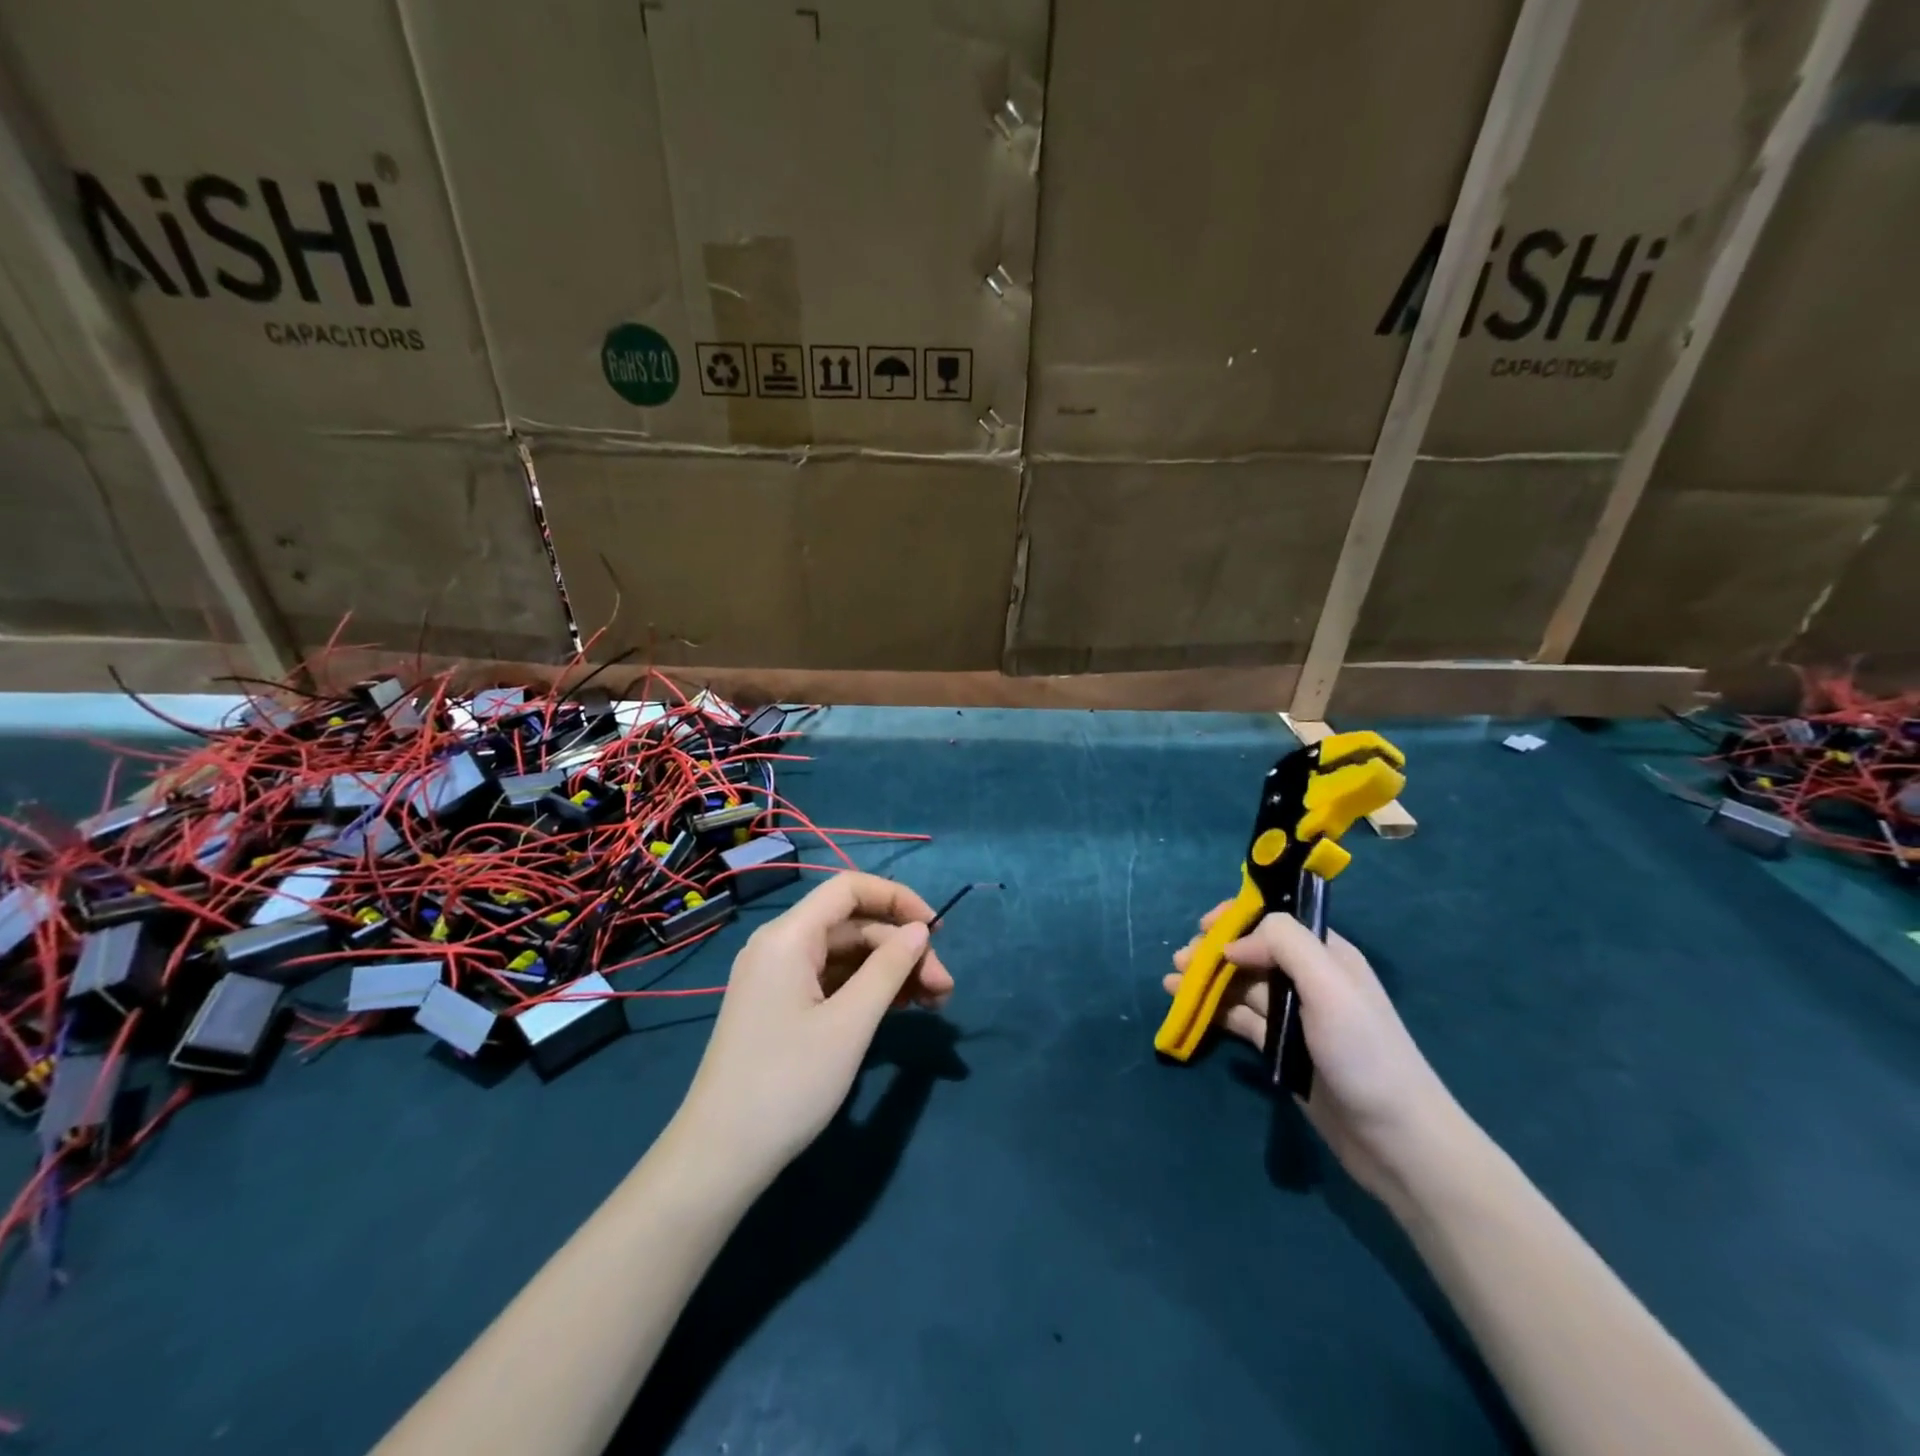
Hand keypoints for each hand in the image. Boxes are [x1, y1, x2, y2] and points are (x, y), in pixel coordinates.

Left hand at [671, 873, 952, 1193]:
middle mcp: (780, 946)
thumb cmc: (788, 1083)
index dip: (897, 899)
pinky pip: (832, 981)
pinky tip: (899, 1009)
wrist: (720, 1157)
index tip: (937, 930)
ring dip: (890, 972)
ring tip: (933, 1003)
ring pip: (846, 955)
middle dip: (902, 949)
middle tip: (945, 990)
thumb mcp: (849, 1024)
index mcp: (788, 936)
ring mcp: (778, 978)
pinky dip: (867, 990)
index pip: (849, 888)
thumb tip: (919, 931)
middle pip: (853, 925)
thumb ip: (889, 969)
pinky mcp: (781, 1007)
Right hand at [1163, 907, 1463, 1206]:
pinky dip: (1213, 1010)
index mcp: (1327, 955)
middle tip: (1181, 960)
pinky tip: (1187, 1007)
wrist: (1396, 1141)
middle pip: (1251, 952)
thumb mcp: (1329, 986)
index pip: (1275, 921)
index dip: (1237, 918)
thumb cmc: (1364, 1054)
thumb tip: (1233, 944)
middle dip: (1214, 950)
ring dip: (1207, 979)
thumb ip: (1284, 945)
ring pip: (1241, 985)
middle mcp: (1309, 979)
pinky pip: (1240, 1019)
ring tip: (1172, 982)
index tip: (1203, 927)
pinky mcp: (1281, 1048)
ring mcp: (1294, 1015)